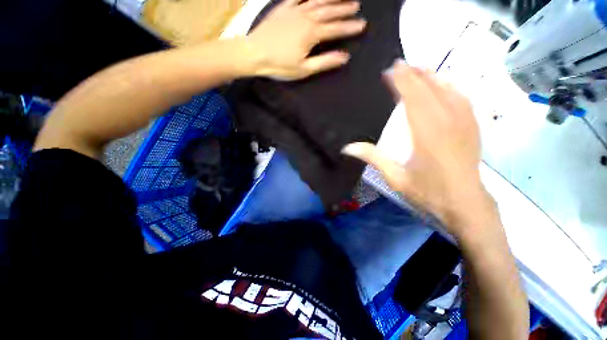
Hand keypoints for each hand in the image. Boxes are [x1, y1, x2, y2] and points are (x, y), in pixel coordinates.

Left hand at [246, 0, 365, 79]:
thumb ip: (325, 62)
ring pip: (317, 0)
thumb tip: (344, 57)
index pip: (336, 29)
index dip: (350, 27)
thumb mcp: (304, 69)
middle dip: (344, 8)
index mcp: (312, 34)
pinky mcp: (283, 7)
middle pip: (329, 11)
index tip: (362, 25)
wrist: (254, 53)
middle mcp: (306, 17)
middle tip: (356, 6)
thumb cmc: (280, 65)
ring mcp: (294, 10)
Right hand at [342, 61, 493, 236]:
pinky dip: (451, 86)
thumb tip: (347, 147)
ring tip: (419, 68)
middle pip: (430, 89)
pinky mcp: (473, 127)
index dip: (401, 81)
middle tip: (399, 64)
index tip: (390, 71)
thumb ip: (373, 157)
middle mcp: (447, 121)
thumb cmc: (428, 192)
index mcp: (427, 133)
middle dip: (414, 74)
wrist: (465, 204)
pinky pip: (463, 98)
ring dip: (432, 76)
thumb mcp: (395, 177)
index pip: (413, 98)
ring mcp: (464, 122)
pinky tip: (445, 83)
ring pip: (448, 89)